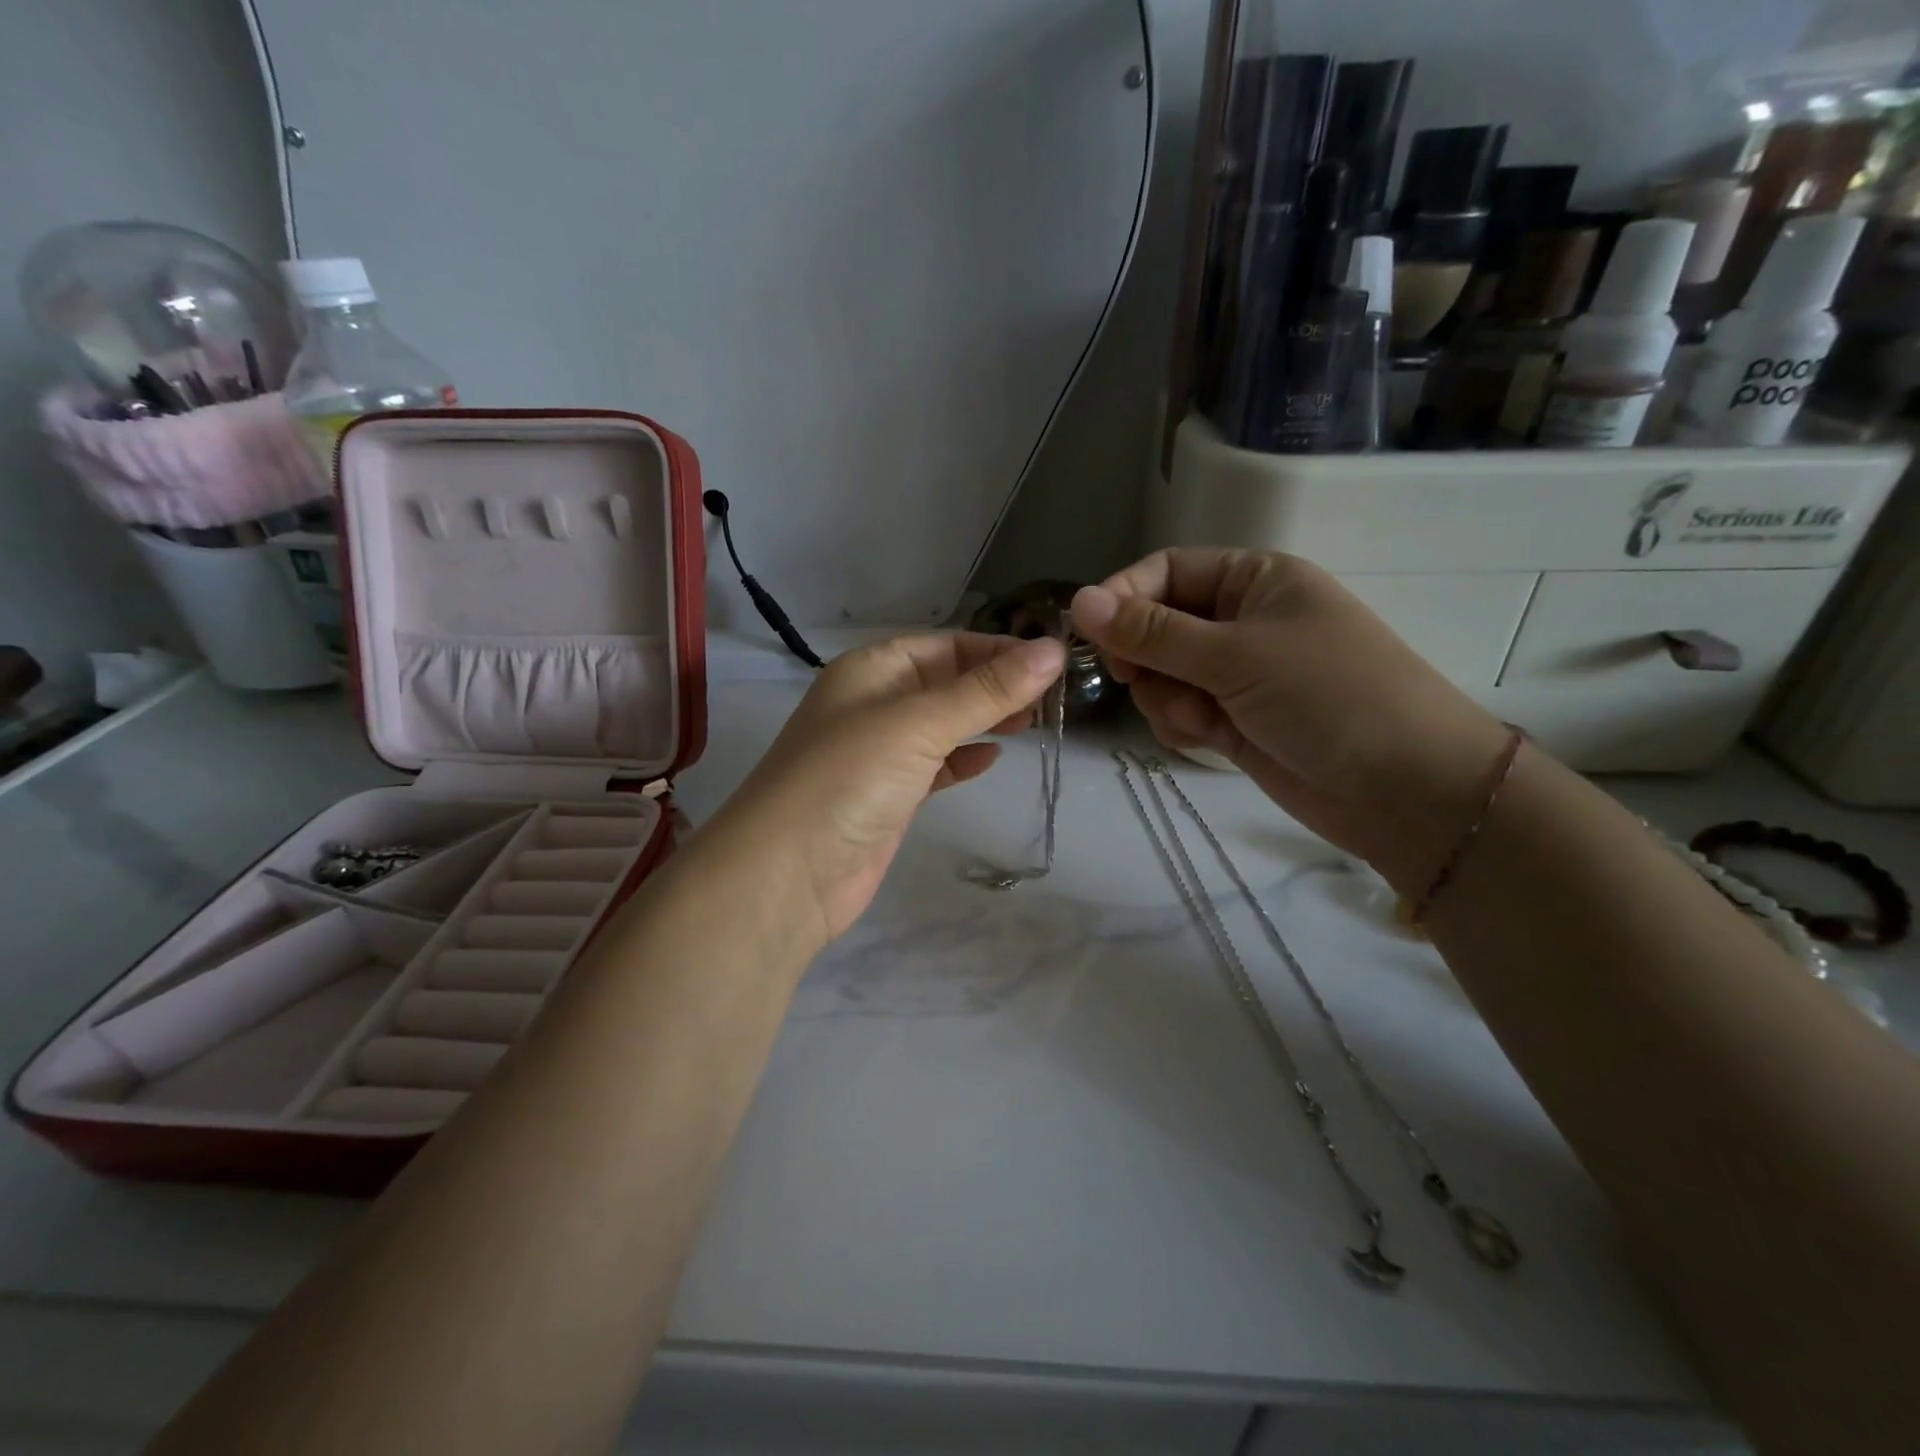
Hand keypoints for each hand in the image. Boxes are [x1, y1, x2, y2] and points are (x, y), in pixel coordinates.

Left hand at [705, 633, 1065, 940]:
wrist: (788, 874)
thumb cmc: (849, 778)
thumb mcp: (919, 724)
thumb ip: (986, 691)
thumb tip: (1053, 651)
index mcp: (872, 669)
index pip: (946, 645)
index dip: (998, 649)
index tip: (1054, 661)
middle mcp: (874, 704)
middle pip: (947, 682)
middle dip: (997, 685)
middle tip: (1055, 696)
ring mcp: (880, 753)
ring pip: (944, 725)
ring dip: (985, 720)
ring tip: (1035, 721)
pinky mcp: (889, 797)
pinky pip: (935, 765)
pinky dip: (963, 759)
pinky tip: (993, 758)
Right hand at [1071, 549, 1508, 894]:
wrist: (1404, 790)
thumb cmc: (1328, 697)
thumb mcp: (1235, 655)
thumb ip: (1152, 632)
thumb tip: (1080, 599)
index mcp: (1253, 581)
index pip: (1166, 571)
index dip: (1123, 597)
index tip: (1088, 635)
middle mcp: (1241, 621)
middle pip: (1156, 626)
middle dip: (1145, 658)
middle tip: (1140, 681)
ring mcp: (1236, 675)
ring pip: (1161, 675)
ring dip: (1166, 698)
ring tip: (1203, 719)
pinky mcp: (1233, 721)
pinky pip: (1178, 712)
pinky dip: (1182, 726)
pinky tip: (1208, 740)